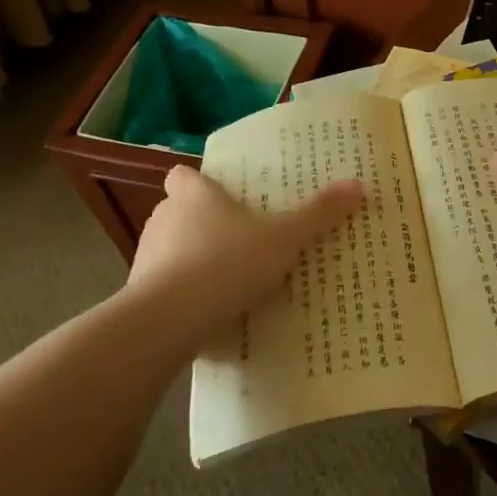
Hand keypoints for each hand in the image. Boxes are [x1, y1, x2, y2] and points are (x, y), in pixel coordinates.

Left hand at [121, 165, 363, 347]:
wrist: (168, 320)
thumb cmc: (227, 263)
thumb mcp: (283, 238)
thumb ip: (318, 214)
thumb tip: (358, 185)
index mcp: (193, 195)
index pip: (183, 175)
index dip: (200, 183)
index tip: (222, 196)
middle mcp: (164, 218)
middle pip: (178, 211)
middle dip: (202, 223)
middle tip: (238, 238)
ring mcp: (146, 257)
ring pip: (170, 250)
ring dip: (191, 260)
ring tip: (228, 279)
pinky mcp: (138, 295)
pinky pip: (163, 288)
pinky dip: (182, 296)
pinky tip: (209, 313)